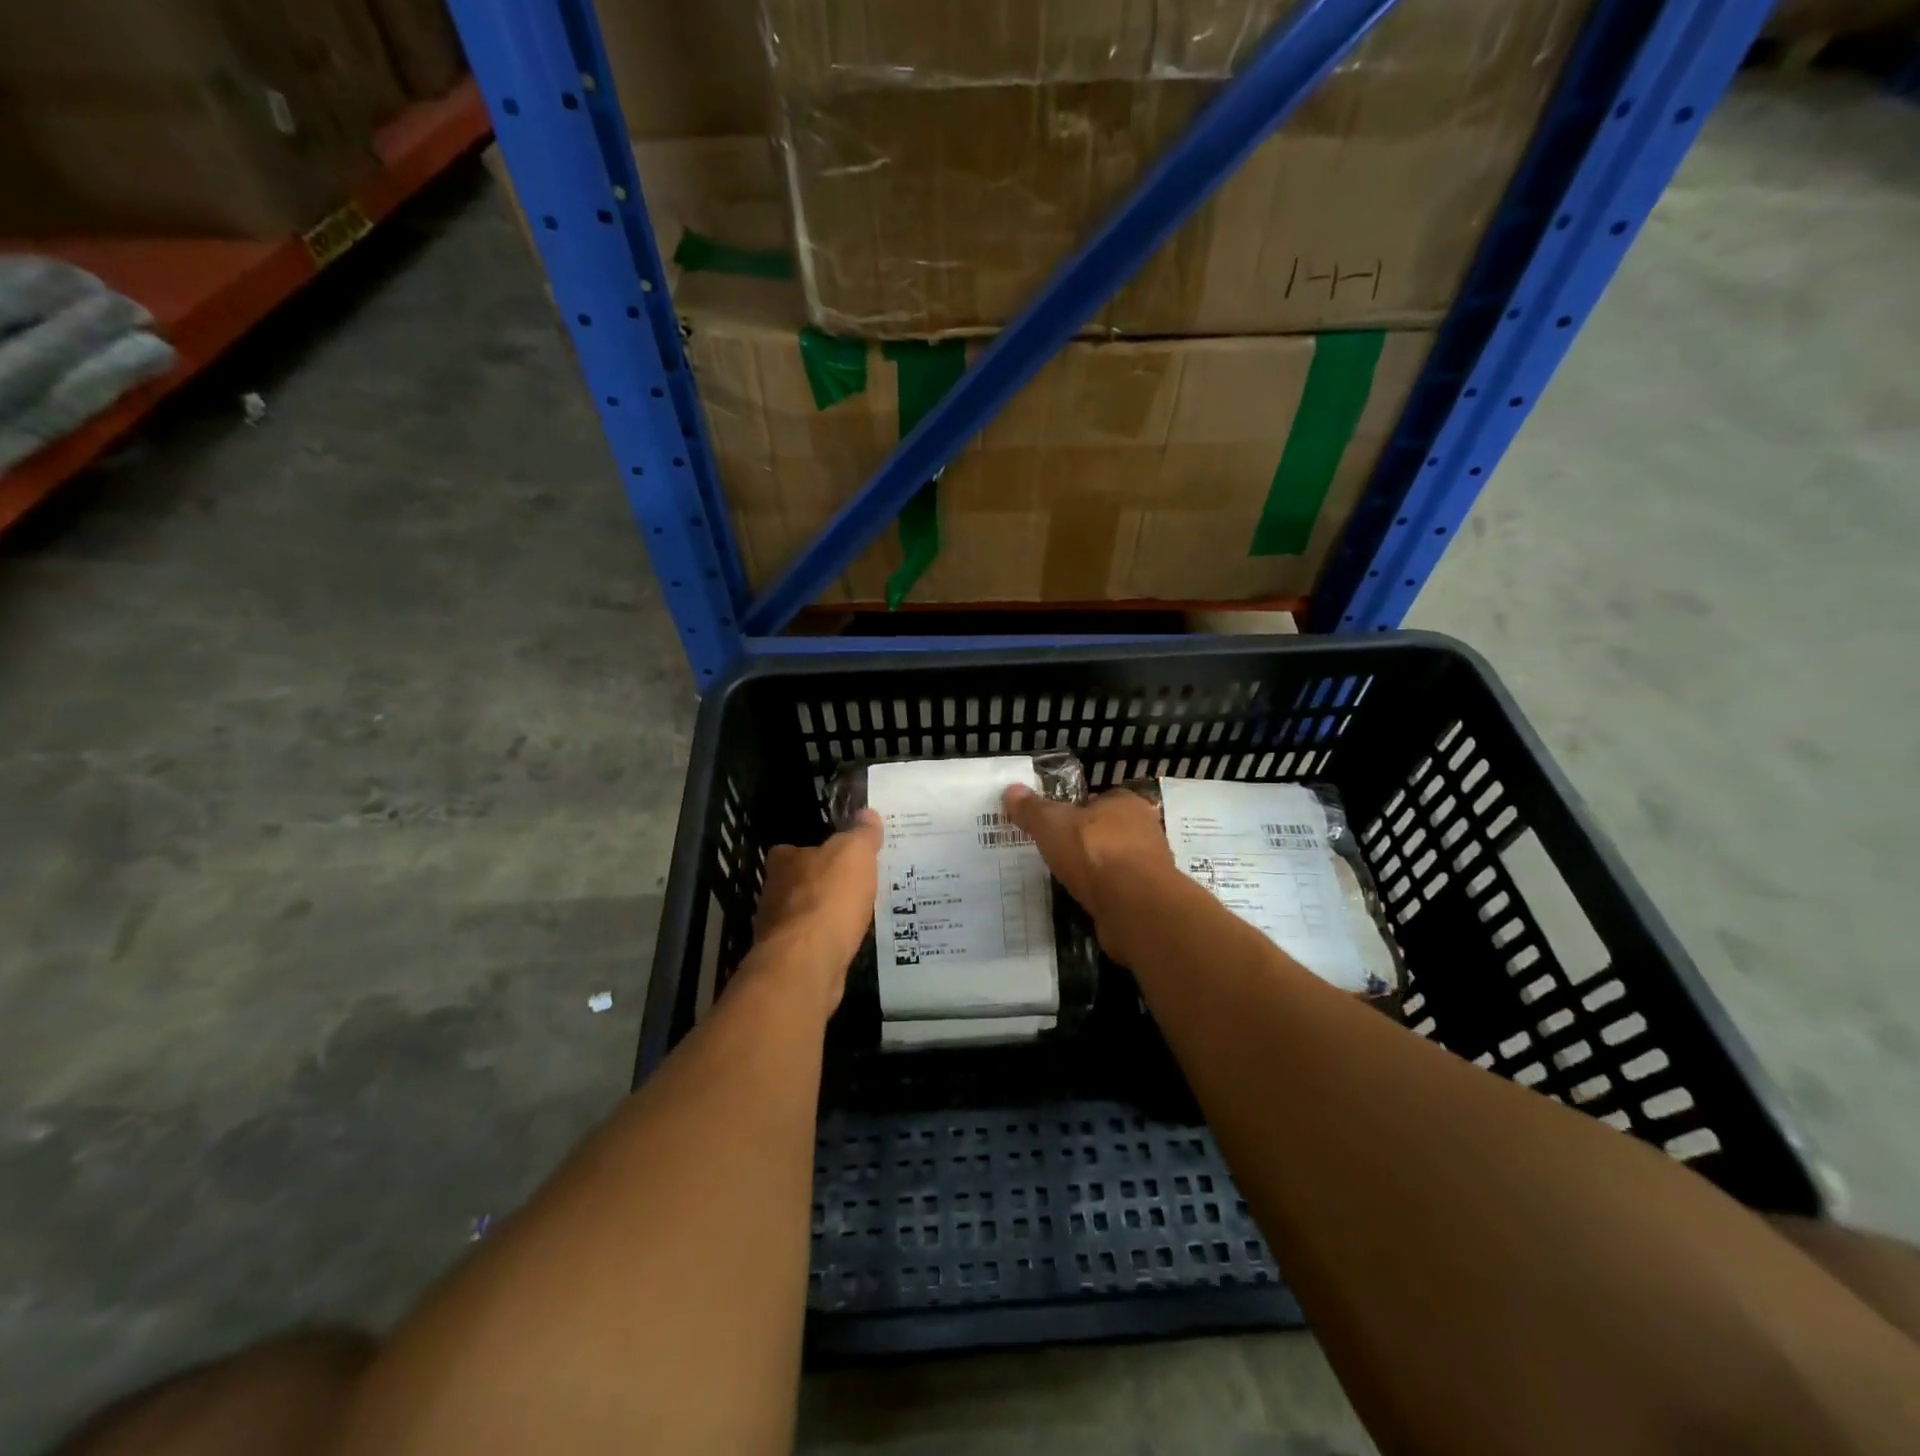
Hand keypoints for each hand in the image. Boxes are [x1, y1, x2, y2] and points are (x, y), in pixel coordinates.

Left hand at [750, 810, 882, 1013]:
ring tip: (853, 915)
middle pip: (796, 883)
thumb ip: (862, 834)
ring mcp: (777, 930)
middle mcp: (774, 893)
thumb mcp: (855, 854)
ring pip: (802, 916)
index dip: (812, 851)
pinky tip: (846, 943)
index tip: (835, 856)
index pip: (791, 850)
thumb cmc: (829, 898)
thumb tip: (867, 813)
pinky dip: (825, 942)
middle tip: (851, 885)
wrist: (807, 963)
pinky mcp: (787, 960)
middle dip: (819, 885)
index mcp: (784, 861)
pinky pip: (810, 944)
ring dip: (822, 916)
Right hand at [1002, 785, 1180, 960]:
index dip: (1076, 809)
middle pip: (1107, 830)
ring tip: (1062, 878)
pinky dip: (1100, 895)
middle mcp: (1144, 830)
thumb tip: (1011, 790)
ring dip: (1093, 871)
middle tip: (1053, 851)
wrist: (1134, 907)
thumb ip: (1032, 809)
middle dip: (1084, 841)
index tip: (1053, 823)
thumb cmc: (1095, 852)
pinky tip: (1080, 901)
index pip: (1099, 799)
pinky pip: (1116, 891)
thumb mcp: (1052, 824)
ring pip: (1113, 862)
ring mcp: (1148, 867)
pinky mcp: (1145, 899)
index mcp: (1126, 803)